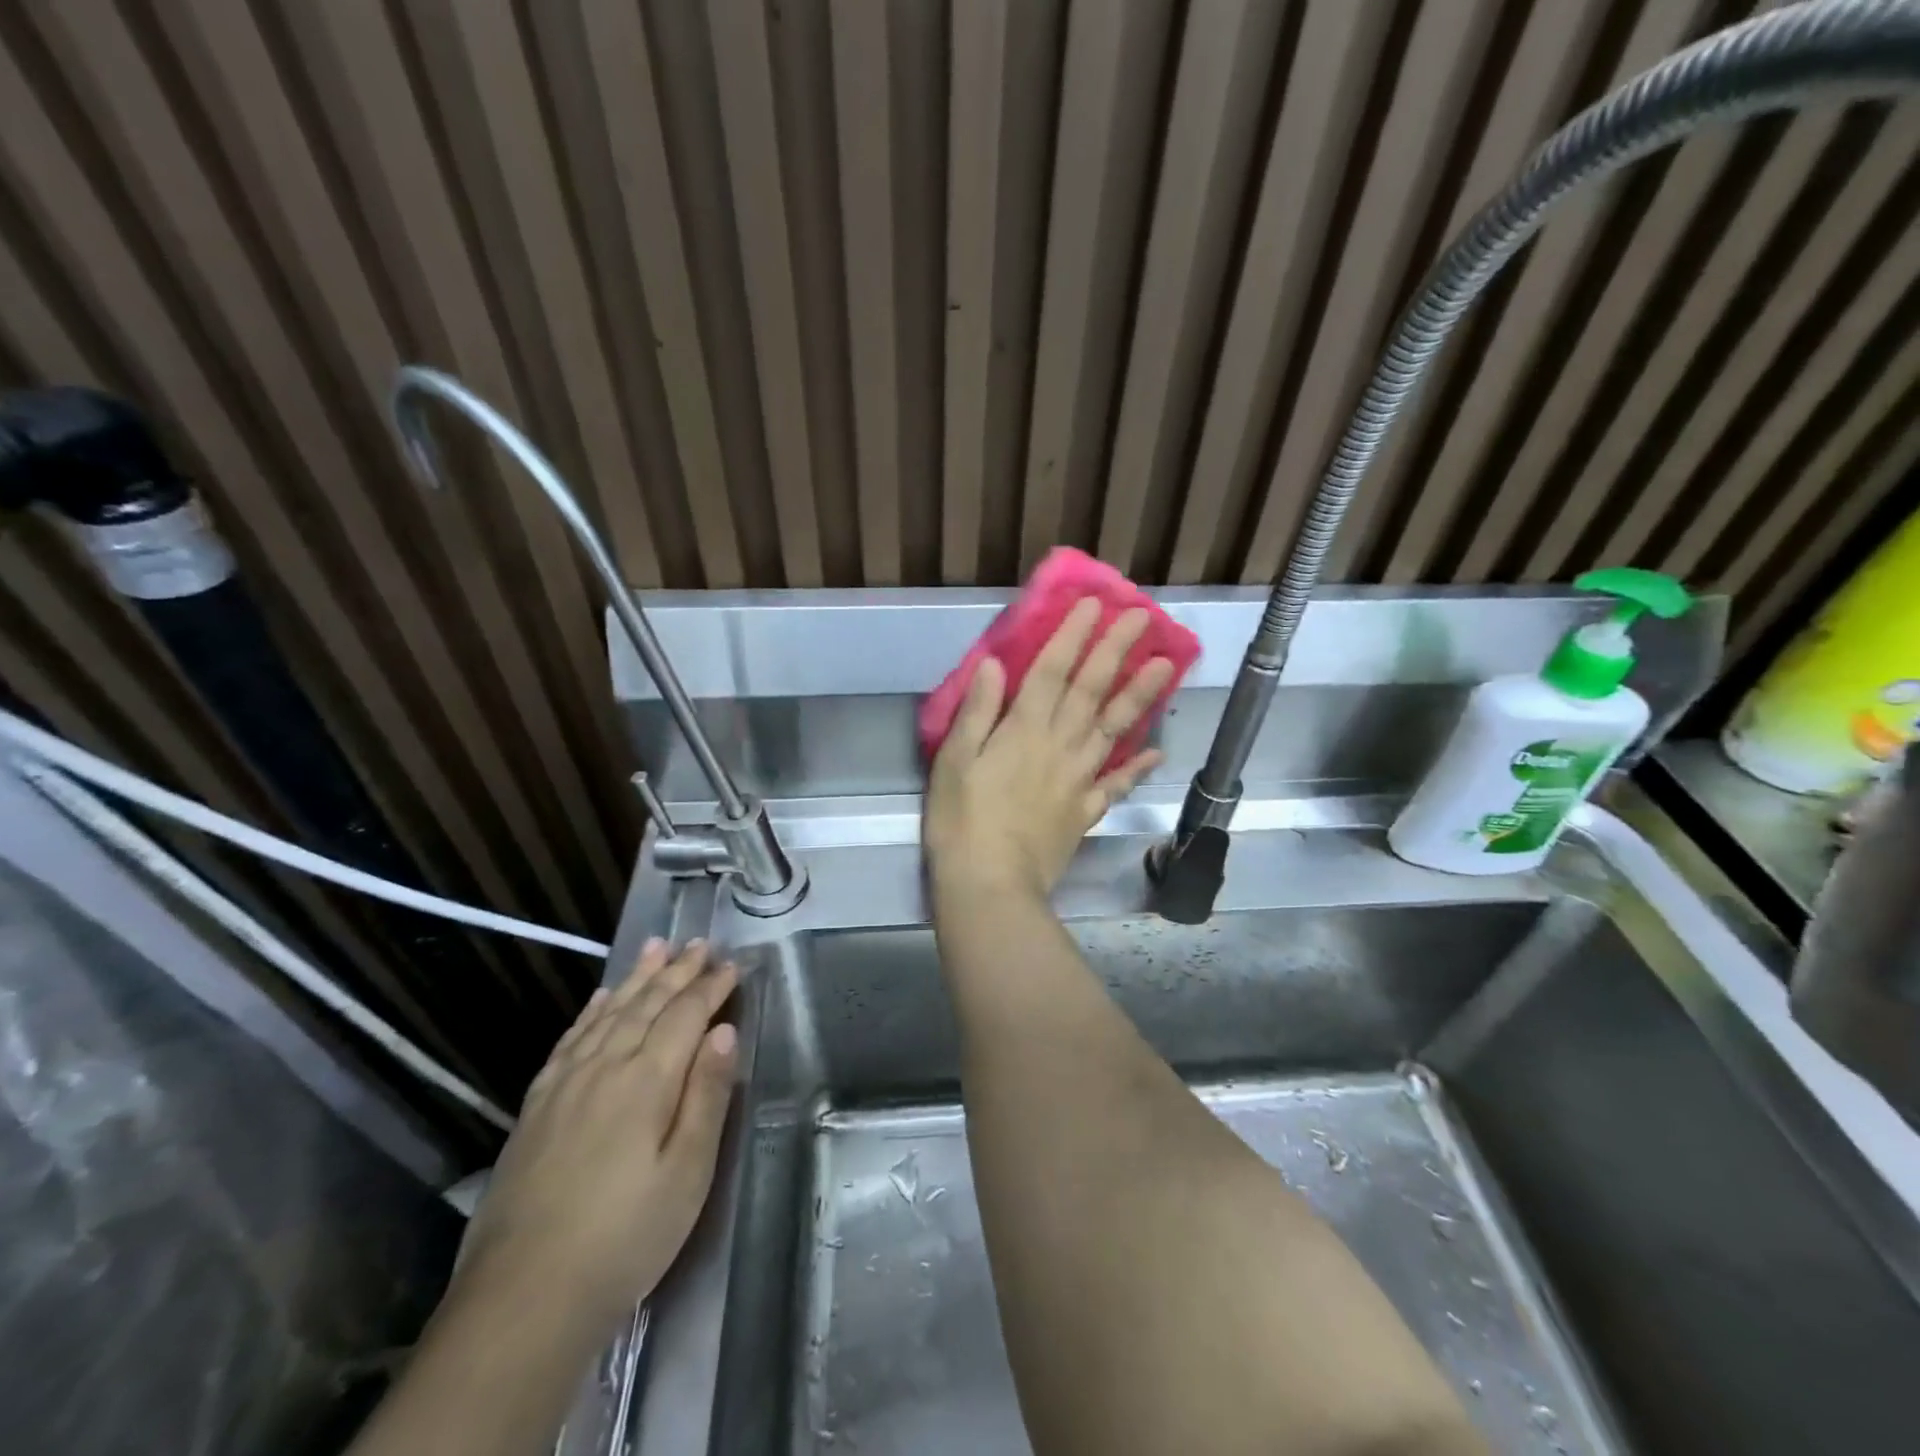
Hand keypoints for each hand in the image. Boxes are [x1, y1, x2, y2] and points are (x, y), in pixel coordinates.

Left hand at [455, 939, 738, 1328]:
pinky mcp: (536, 1107)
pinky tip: (600, 998)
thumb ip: (706, 1096)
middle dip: (678, 970)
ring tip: (656, 946)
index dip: (711, 988)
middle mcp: (604, 1067)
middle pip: (647, 1005)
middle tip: (700, 942)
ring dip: (636, 978)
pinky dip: (590, 1011)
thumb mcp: (687, 1174)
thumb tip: (724, 1032)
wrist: (522, 1300)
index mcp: (646, 1081)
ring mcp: (564, 1085)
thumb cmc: (625, 1238)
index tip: (733, 965)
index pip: (686, 1016)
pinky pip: (569, 1040)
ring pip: (608, 1013)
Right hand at [925, 598, 1172, 899]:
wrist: (990, 884)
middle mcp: (1058, 746)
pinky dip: (1137, 768)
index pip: (1052, 672)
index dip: (1073, 636)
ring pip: (1113, 729)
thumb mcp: (954, 761)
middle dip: (1115, 651)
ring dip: (1140, 696)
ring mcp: (1078, 780)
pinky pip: (1116, 785)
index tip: (1095, 605)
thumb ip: (978, 712)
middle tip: (1142, 618)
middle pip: (1090, 691)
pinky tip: (1158, 753)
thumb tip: (996, 664)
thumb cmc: (960, 820)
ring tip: (1165, 667)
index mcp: (1023, 730)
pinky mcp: (1085, 812)